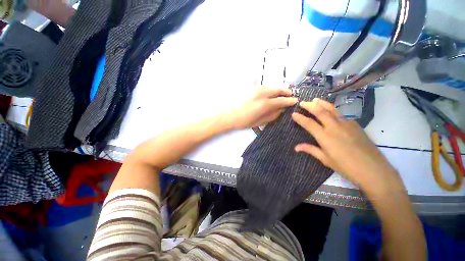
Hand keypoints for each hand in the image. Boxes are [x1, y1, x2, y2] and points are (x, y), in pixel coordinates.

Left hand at [227, 87, 297, 129]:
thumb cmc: (242, 122)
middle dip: (285, 91)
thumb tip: (281, 110)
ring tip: (279, 92)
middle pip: (277, 89)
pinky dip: (263, 84)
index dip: (289, 101)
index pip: (281, 100)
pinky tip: (264, 86)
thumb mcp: (259, 122)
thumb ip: (272, 115)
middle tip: (290, 94)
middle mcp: (261, 93)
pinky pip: (258, 82)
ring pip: (270, 85)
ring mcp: (254, 88)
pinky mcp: (248, 86)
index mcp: (265, 104)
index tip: (294, 101)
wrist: (227, 116)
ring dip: (276, 88)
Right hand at [291, 98, 404, 194]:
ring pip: (332, 109)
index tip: (293, 114)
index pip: (309, 123)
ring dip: (322, 103)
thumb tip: (296, 147)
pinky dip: (333, 110)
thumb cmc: (346, 167)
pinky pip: (342, 115)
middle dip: (309, 106)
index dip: (300, 118)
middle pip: (320, 112)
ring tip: (315, 100)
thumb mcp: (326, 159)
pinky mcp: (355, 125)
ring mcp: (346, 124)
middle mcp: (334, 127)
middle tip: (302, 102)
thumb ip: (310, 150)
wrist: (373, 170)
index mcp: (325, 137)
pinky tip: (331, 111)